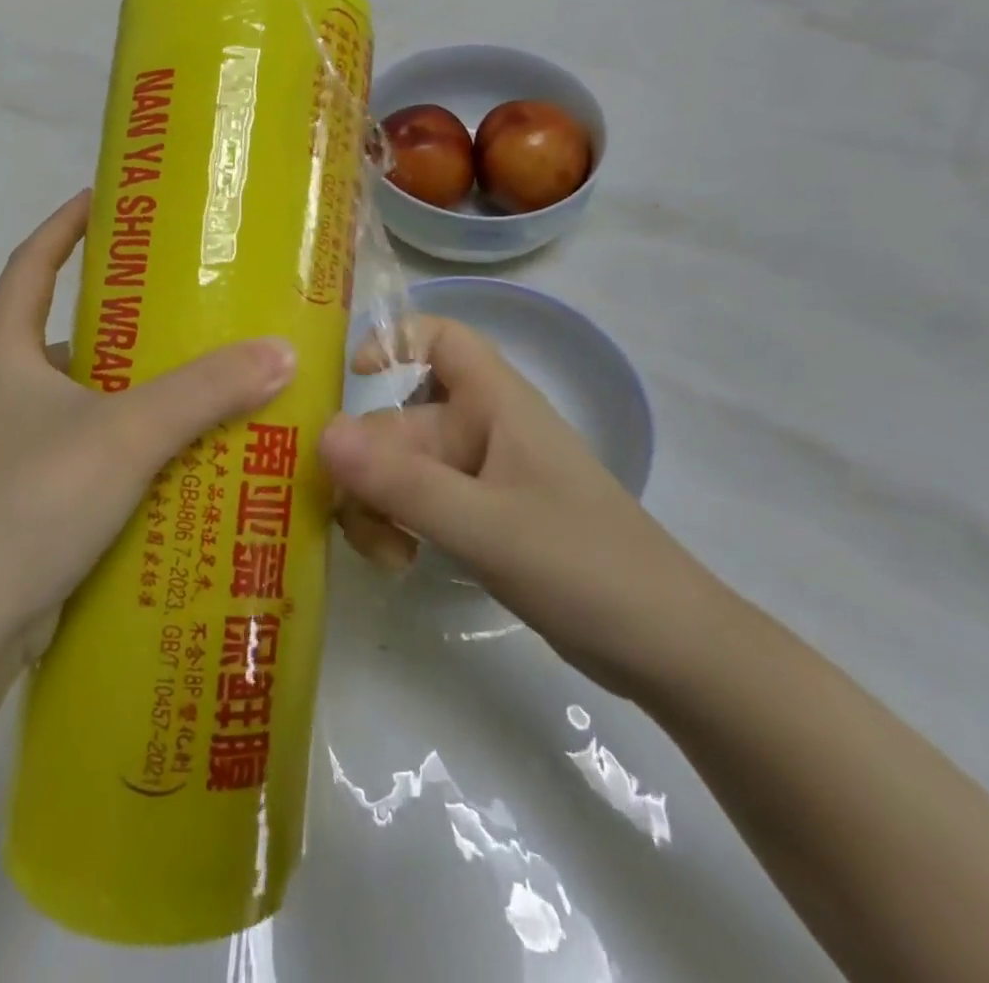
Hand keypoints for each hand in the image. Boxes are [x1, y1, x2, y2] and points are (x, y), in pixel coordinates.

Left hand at [0, 191, 296, 649]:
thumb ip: (203, 392)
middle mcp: (3, 392)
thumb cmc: (29, 501)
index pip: (30, 264)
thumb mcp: (124, 434)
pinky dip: (132, 445)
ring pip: (86, 398)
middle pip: (67, 332)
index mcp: (5, 354)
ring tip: (205, 380)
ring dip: (137, 389)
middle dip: (126, 316)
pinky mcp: (31, 499)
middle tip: (193, 304)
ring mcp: (13, 449)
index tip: (109, 199)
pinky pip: (92, 451)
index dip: (65, 225)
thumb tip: (280, 352)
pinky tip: (183, 458)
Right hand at [320, 317, 718, 691]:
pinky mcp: (479, 519)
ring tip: (384, 554)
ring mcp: (480, 478)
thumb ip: (402, 483)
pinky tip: (397, 564)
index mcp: (496, 405)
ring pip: (400, 469)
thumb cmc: (584, 566)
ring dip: (376, 504)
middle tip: (351, 520)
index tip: (351, 379)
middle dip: (365, 465)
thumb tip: (320, 434)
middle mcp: (482, 431)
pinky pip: (416, 504)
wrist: (667, 649)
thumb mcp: (485, 525)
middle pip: (399, 421)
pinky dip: (396, 526)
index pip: (443, 339)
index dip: (394, 341)